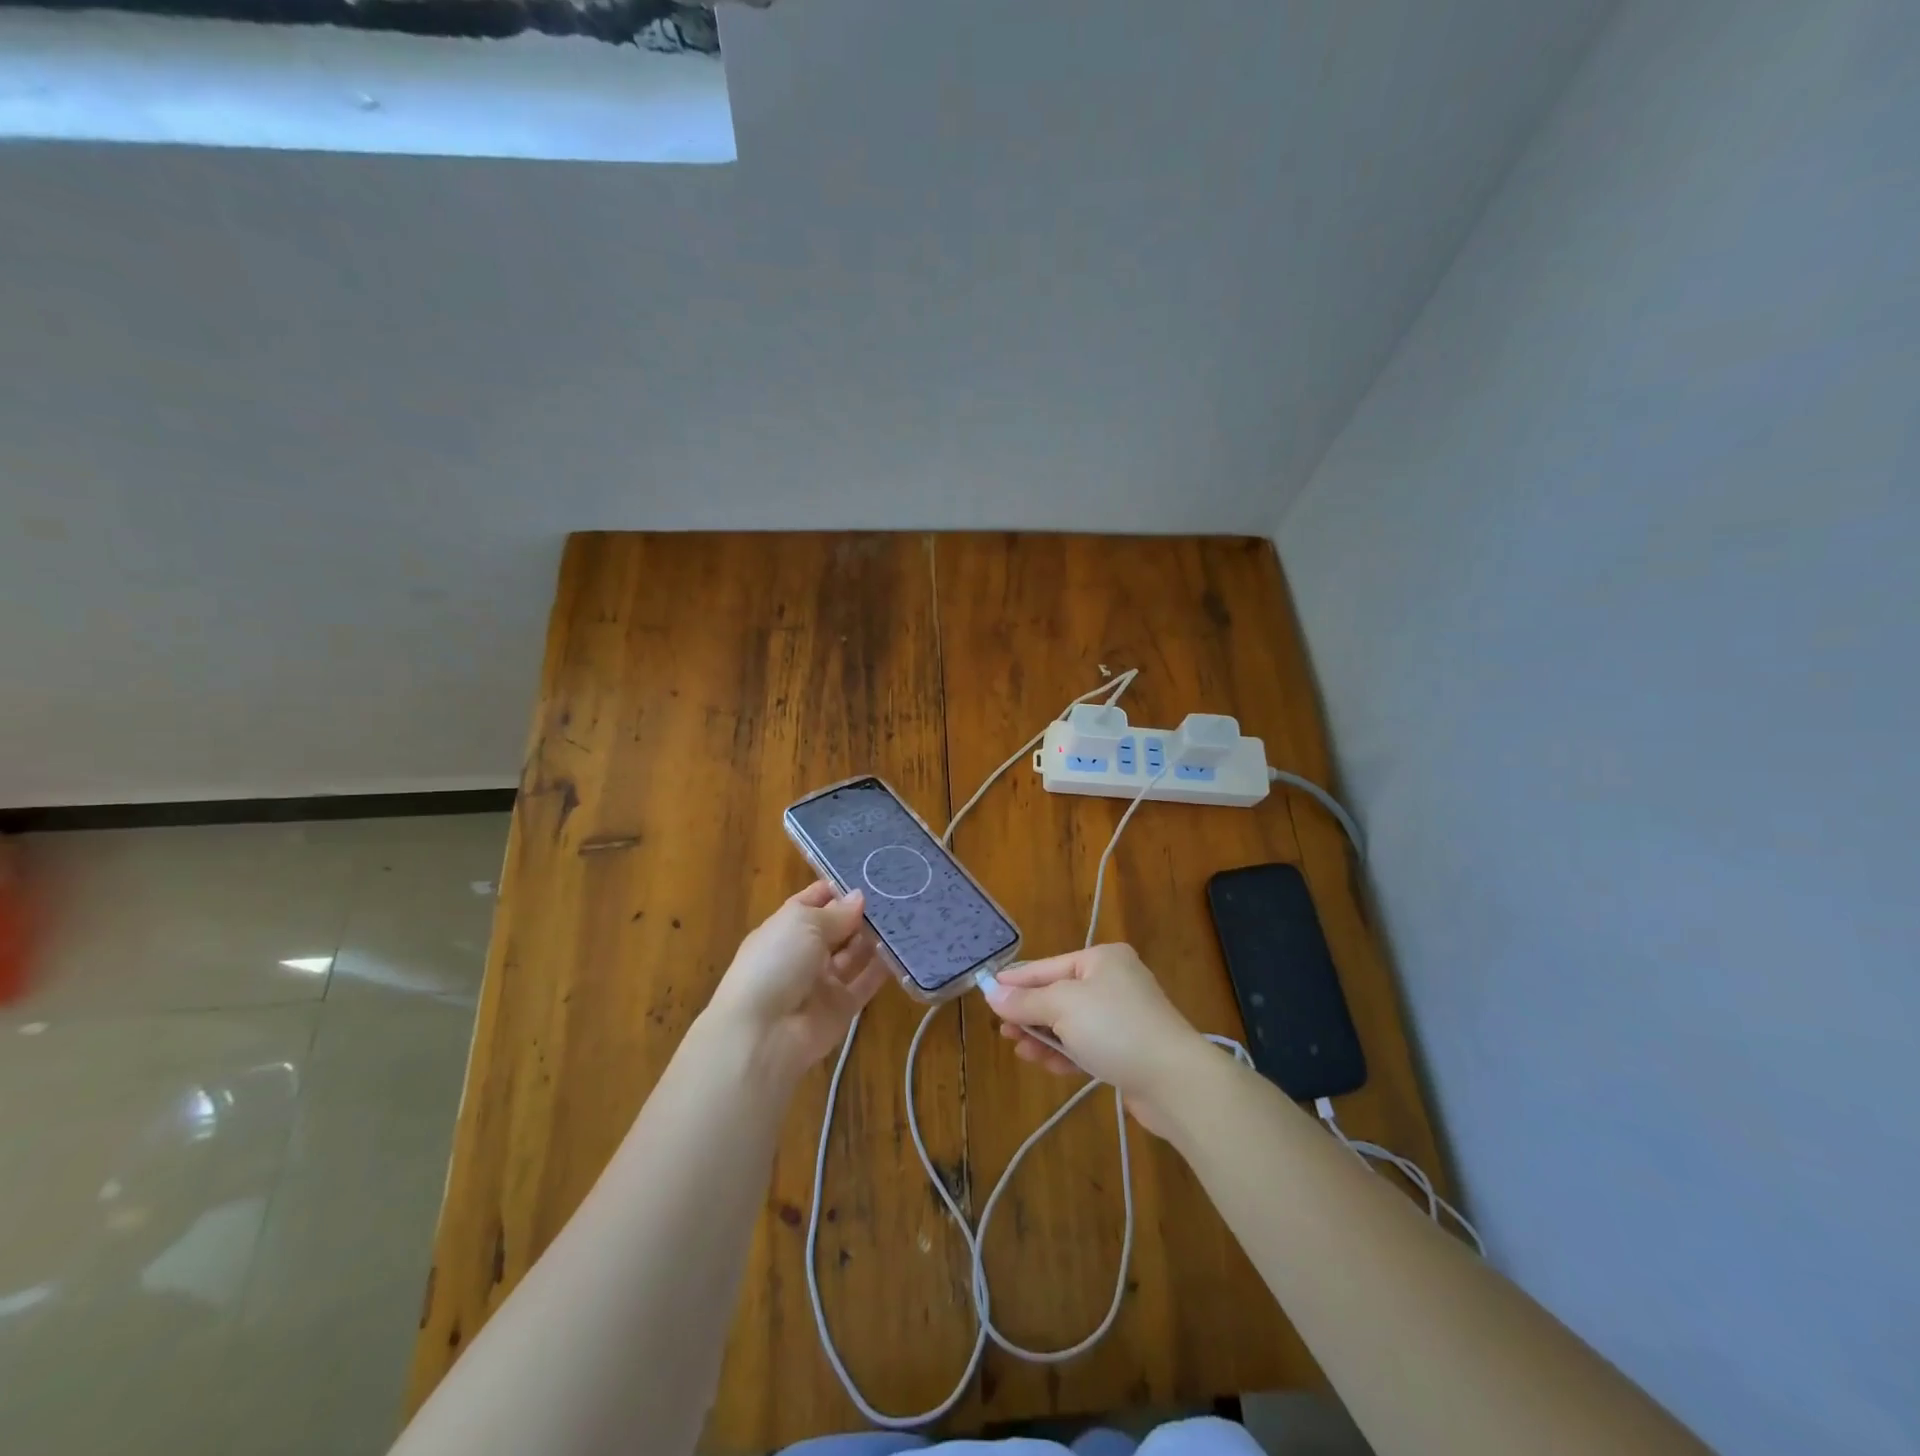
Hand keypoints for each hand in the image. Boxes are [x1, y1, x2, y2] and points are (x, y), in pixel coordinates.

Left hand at [703, 881, 887, 1083]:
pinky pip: (866, 982)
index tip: (871, 874)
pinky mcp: (842, 1007)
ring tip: (907, 916)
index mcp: (786, 927)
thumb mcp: (803, 924)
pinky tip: (905, 949)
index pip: (814, 900)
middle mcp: (805, 952)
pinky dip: (883, 968)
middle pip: (838, 927)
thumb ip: (836, 912)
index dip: (838, 888)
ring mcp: (823, 980)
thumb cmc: (776, 962)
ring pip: (855, 953)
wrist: (764, 1033)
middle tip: (898, 894)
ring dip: (875, 938)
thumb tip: (860, 897)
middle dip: (862, 912)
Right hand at [982, 944, 1209, 1134]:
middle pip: (1059, 994)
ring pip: (1071, 1023)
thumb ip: (1026, 1001)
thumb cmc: (1115, 1028)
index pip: (1047, 967)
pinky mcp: (1127, 1049)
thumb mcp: (1063, 1007)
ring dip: (1044, 1036)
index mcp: (1102, 959)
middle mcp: (1114, 981)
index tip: (987, 992)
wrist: (1174, 1080)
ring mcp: (1123, 1016)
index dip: (1016, 981)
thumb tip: (992, 994)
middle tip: (1002, 1030)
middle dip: (1029, 1013)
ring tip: (1019, 1050)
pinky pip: (1086, 1044)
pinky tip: (1044, 1063)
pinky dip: (1065, 1052)